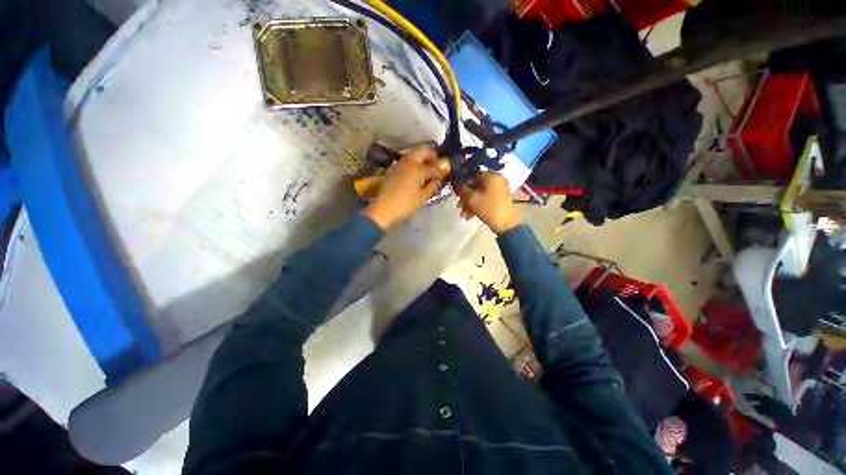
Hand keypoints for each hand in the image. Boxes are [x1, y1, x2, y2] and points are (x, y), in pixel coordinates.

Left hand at [364, 146, 448, 228]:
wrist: (383, 208)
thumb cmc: (405, 204)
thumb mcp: (422, 197)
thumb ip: (432, 186)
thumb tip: (438, 179)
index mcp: (417, 169)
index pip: (433, 167)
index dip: (441, 171)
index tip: (446, 173)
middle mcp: (409, 162)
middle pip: (423, 150)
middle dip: (432, 155)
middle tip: (437, 164)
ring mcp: (400, 163)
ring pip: (414, 153)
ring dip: (423, 156)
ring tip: (428, 167)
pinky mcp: (394, 168)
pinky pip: (407, 159)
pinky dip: (415, 160)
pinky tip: (417, 171)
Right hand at [456, 172, 521, 234]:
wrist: (507, 224)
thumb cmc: (489, 208)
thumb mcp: (472, 199)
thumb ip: (462, 190)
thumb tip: (456, 184)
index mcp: (491, 176)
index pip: (473, 175)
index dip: (463, 183)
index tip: (456, 193)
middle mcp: (497, 180)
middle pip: (476, 186)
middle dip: (466, 197)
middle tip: (459, 206)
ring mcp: (499, 190)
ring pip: (480, 194)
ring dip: (470, 204)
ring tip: (464, 214)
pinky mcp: (500, 199)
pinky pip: (486, 199)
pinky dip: (477, 206)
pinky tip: (470, 216)